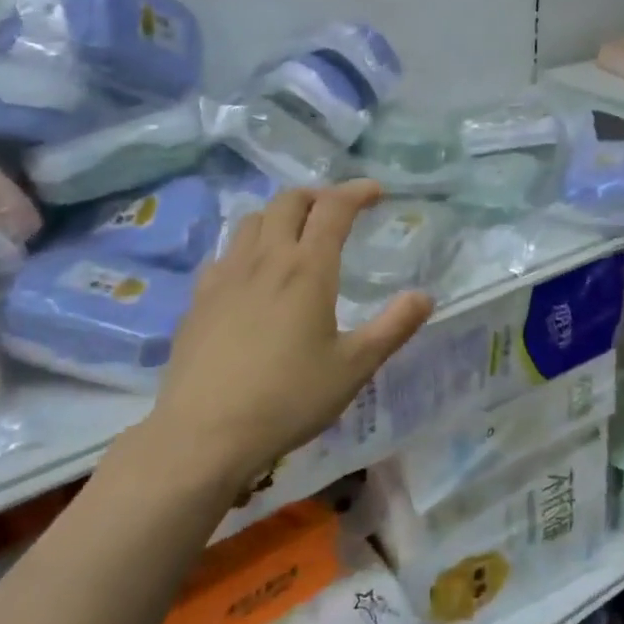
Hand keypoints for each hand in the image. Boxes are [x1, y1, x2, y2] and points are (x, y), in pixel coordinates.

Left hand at [149, 180, 433, 494]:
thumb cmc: (288, 399)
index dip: (356, 192)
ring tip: (295, 235)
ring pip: (252, 221)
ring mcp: (225, 275)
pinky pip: (225, 252)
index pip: (333, 209)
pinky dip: (248, 246)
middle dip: (317, 196)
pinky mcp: (199, 297)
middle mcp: (264, 259)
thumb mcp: (353, 368)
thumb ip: (393, 328)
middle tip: (336, 212)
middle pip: (288, 202)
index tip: (374, 192)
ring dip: (280, 215)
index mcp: (307, 269)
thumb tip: (424, 296)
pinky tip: (252, 274)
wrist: (205, 432)